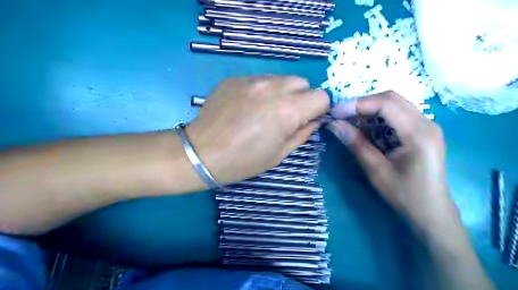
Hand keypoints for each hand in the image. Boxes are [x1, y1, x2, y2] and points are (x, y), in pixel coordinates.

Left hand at [187, 76, 326, 185]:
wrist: (201, 153)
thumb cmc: (243, 161)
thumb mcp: (280, 154)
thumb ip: (303, 133)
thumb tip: (314, 120)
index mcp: (287, 110)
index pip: (321, 96)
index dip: (318, 109)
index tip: (307, 120)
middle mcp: (272, 88)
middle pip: (302, 82)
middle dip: (301, 98)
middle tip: (286, 116)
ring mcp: (251, 80)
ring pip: (281, 78)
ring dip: (282, 92)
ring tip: (265, 111)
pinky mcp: (234, 78)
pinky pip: (259, 79)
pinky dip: (262, 90)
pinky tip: (247, 107)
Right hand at [329, 92, 453, 231]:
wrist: (431, 210)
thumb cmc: (404, 194)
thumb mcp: (376, 170)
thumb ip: (356, 143)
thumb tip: (334, 124)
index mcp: (418, 133)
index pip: (386, 104)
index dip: (358, 104)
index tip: (335, 113)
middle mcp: (427, 122)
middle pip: (391, 98)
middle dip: (363, 104)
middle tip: (341, 116)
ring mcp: (427, 125)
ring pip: (394, 103)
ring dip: (369, 109)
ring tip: (350, 122)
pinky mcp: (422, 130)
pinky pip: (397, 114)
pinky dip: (378, 117)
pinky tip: (366, 128)